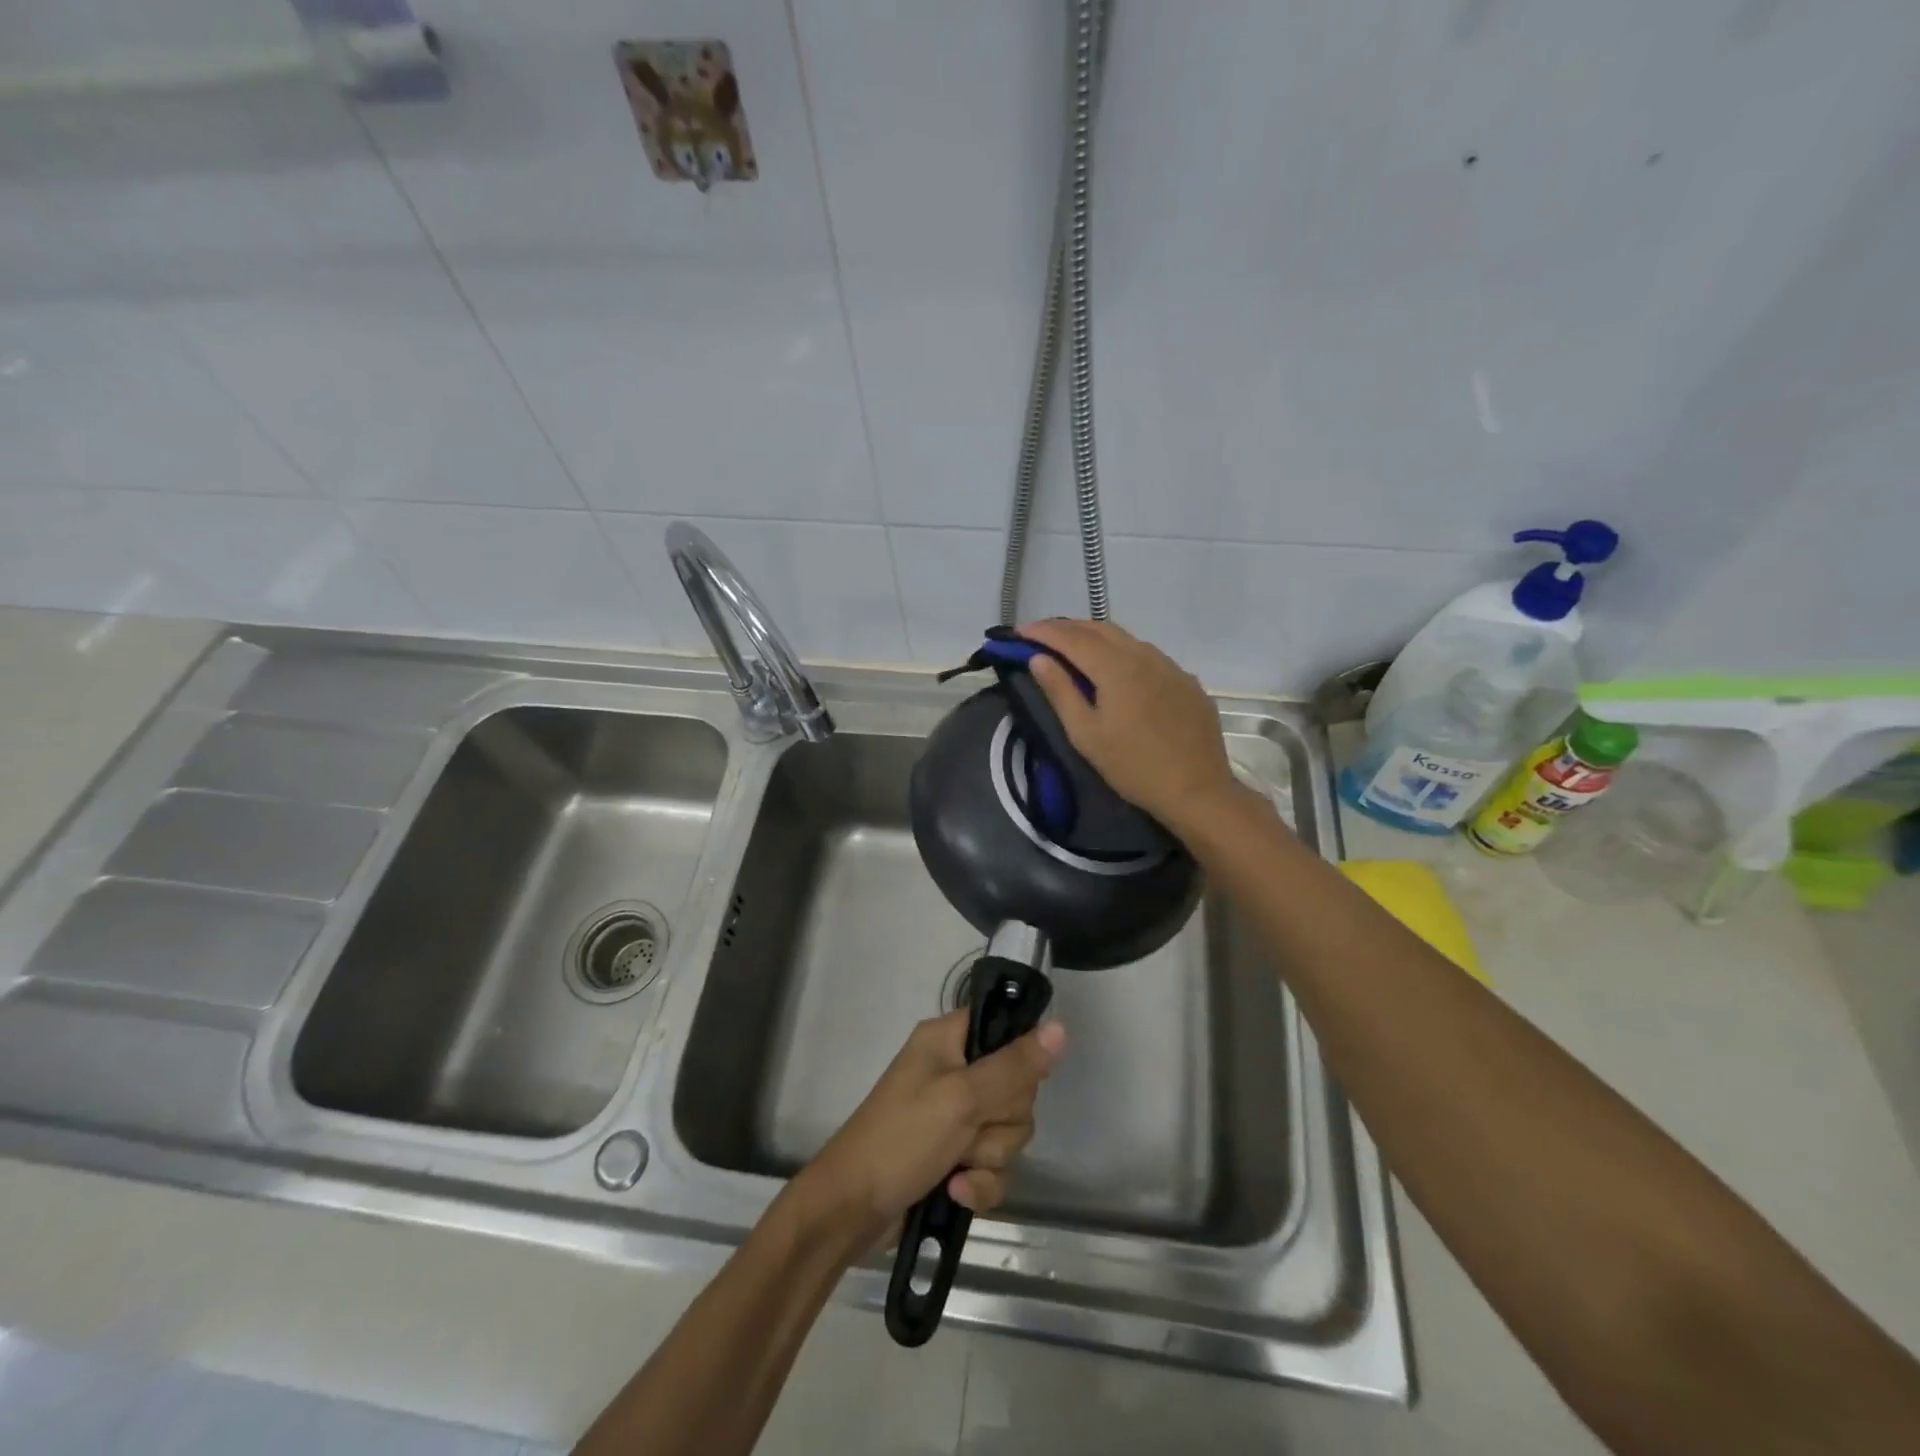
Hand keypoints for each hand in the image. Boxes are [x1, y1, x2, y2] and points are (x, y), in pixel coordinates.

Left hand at [797, 1010, 1066, 1247]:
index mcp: (948, 1039)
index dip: (1017, 1056)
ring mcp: (955, 1116)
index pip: (1004, 1026)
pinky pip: (994, 1165)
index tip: (1012, 1081)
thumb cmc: (902, 1138)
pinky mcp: (955, 1157)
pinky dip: (980, 1184)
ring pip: (1009, 1131)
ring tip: (955, 1168)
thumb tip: (1060, 1027)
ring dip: (989, 1158)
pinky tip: (955, 1194)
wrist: (852, 1211)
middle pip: (1017, 1088)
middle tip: (969, 1129)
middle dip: (1001, 1121)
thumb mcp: (961, 1098)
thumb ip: (1015, 1067)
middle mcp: (955, 1070)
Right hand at [1019, 619, 1239, 835]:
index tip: (1019, 631)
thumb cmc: (1133, 767)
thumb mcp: (1086, 734)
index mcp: (1116, 667)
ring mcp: (1171, 667)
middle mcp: (1145, 656)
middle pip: (1100, 628)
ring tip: (1074, 646)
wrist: (1197, 790)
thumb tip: (1038, 658)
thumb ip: (1060, 691)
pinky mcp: (1187, 682)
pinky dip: (1122, 652)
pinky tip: (1117, 669)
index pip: (1072, 638)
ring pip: (1127, 638)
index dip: (1043, 631)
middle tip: (1041, 634)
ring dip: (1095, 636)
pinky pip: (1148, 655)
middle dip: (1067, 627)